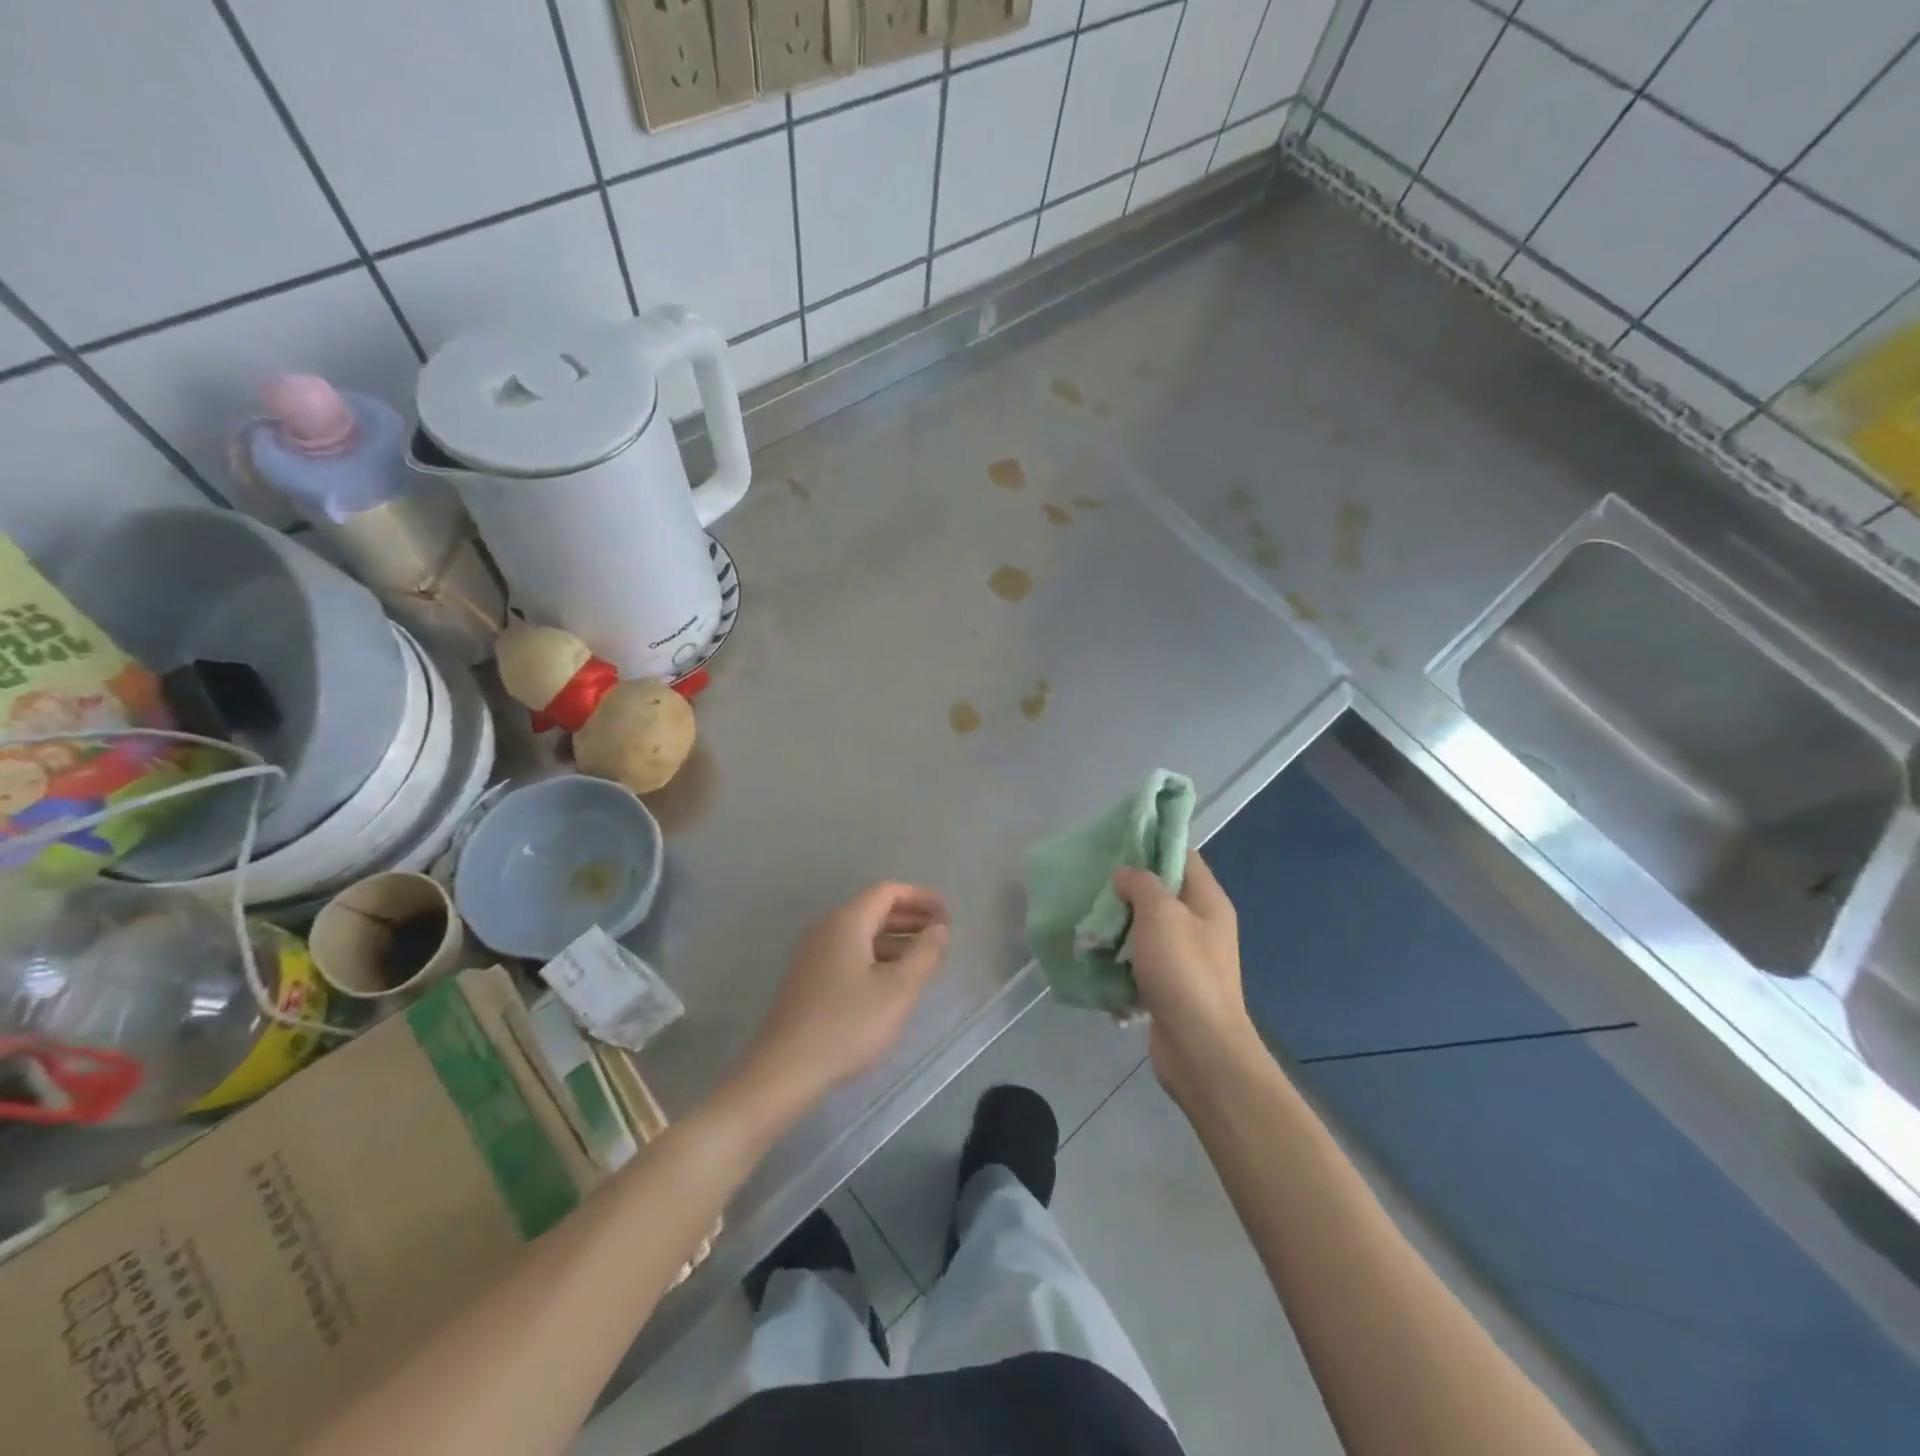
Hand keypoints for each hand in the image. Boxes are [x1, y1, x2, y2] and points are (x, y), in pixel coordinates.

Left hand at [734, 882, 950, 1117]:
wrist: (785, 1071)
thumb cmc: (847, 1025)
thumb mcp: (897, 990)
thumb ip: (924, 954)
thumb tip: (939, 929)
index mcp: (846, 922)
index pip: (887, 891)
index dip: (921, 897)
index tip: (948, 914)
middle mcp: (827, 930)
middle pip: (874, 910)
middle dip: (911, 918)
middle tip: (943, 935)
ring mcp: (814, 956)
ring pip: (862, 935)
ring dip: (896, 940)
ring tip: (926, 960)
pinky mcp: (810, 981)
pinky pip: (850, 955)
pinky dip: (878, 957)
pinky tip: (894, 982)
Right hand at [1114, 852, 1257, 1101]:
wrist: (1200, 1048)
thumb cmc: (1184, 971)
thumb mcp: (1161, 914)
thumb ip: (1142, 885)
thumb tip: (1126, 874)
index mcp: (1208, 902)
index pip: (1183, 857)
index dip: (1153, 845)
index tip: (1117, 843)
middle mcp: (1201, 926)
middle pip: (1162, 893)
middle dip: (1128, 888)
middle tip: (1094, 882)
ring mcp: (1186, 959)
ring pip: (1147, 929)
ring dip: (1119, 926)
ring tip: (1087, 919)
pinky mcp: (1169, 987)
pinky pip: (1141, 963)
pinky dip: (1120, 960)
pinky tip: (1095, 957)